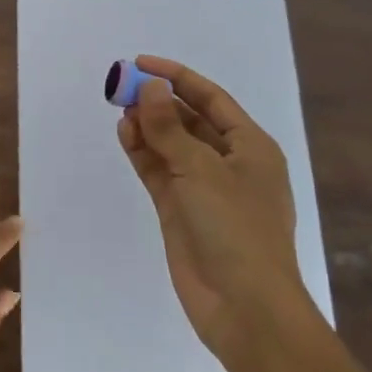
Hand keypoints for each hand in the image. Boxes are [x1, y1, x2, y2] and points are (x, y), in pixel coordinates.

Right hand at [116, 55, 304, 356]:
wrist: (245, 309)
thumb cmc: (236, 228)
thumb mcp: (202, 169)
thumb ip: (169, 127)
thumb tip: (148, 86)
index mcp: (251, 147)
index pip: (211, 99)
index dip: (178, 77)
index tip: (141, 63)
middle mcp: (228, 163)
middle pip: (189, 120)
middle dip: (158, 101)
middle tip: (121, 87)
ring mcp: (203, 188)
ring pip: (170, 145)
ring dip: (147, 126)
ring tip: (119, 109)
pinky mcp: (181, 211)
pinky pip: (159, 171)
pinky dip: (142, 152)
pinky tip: (124, 135)